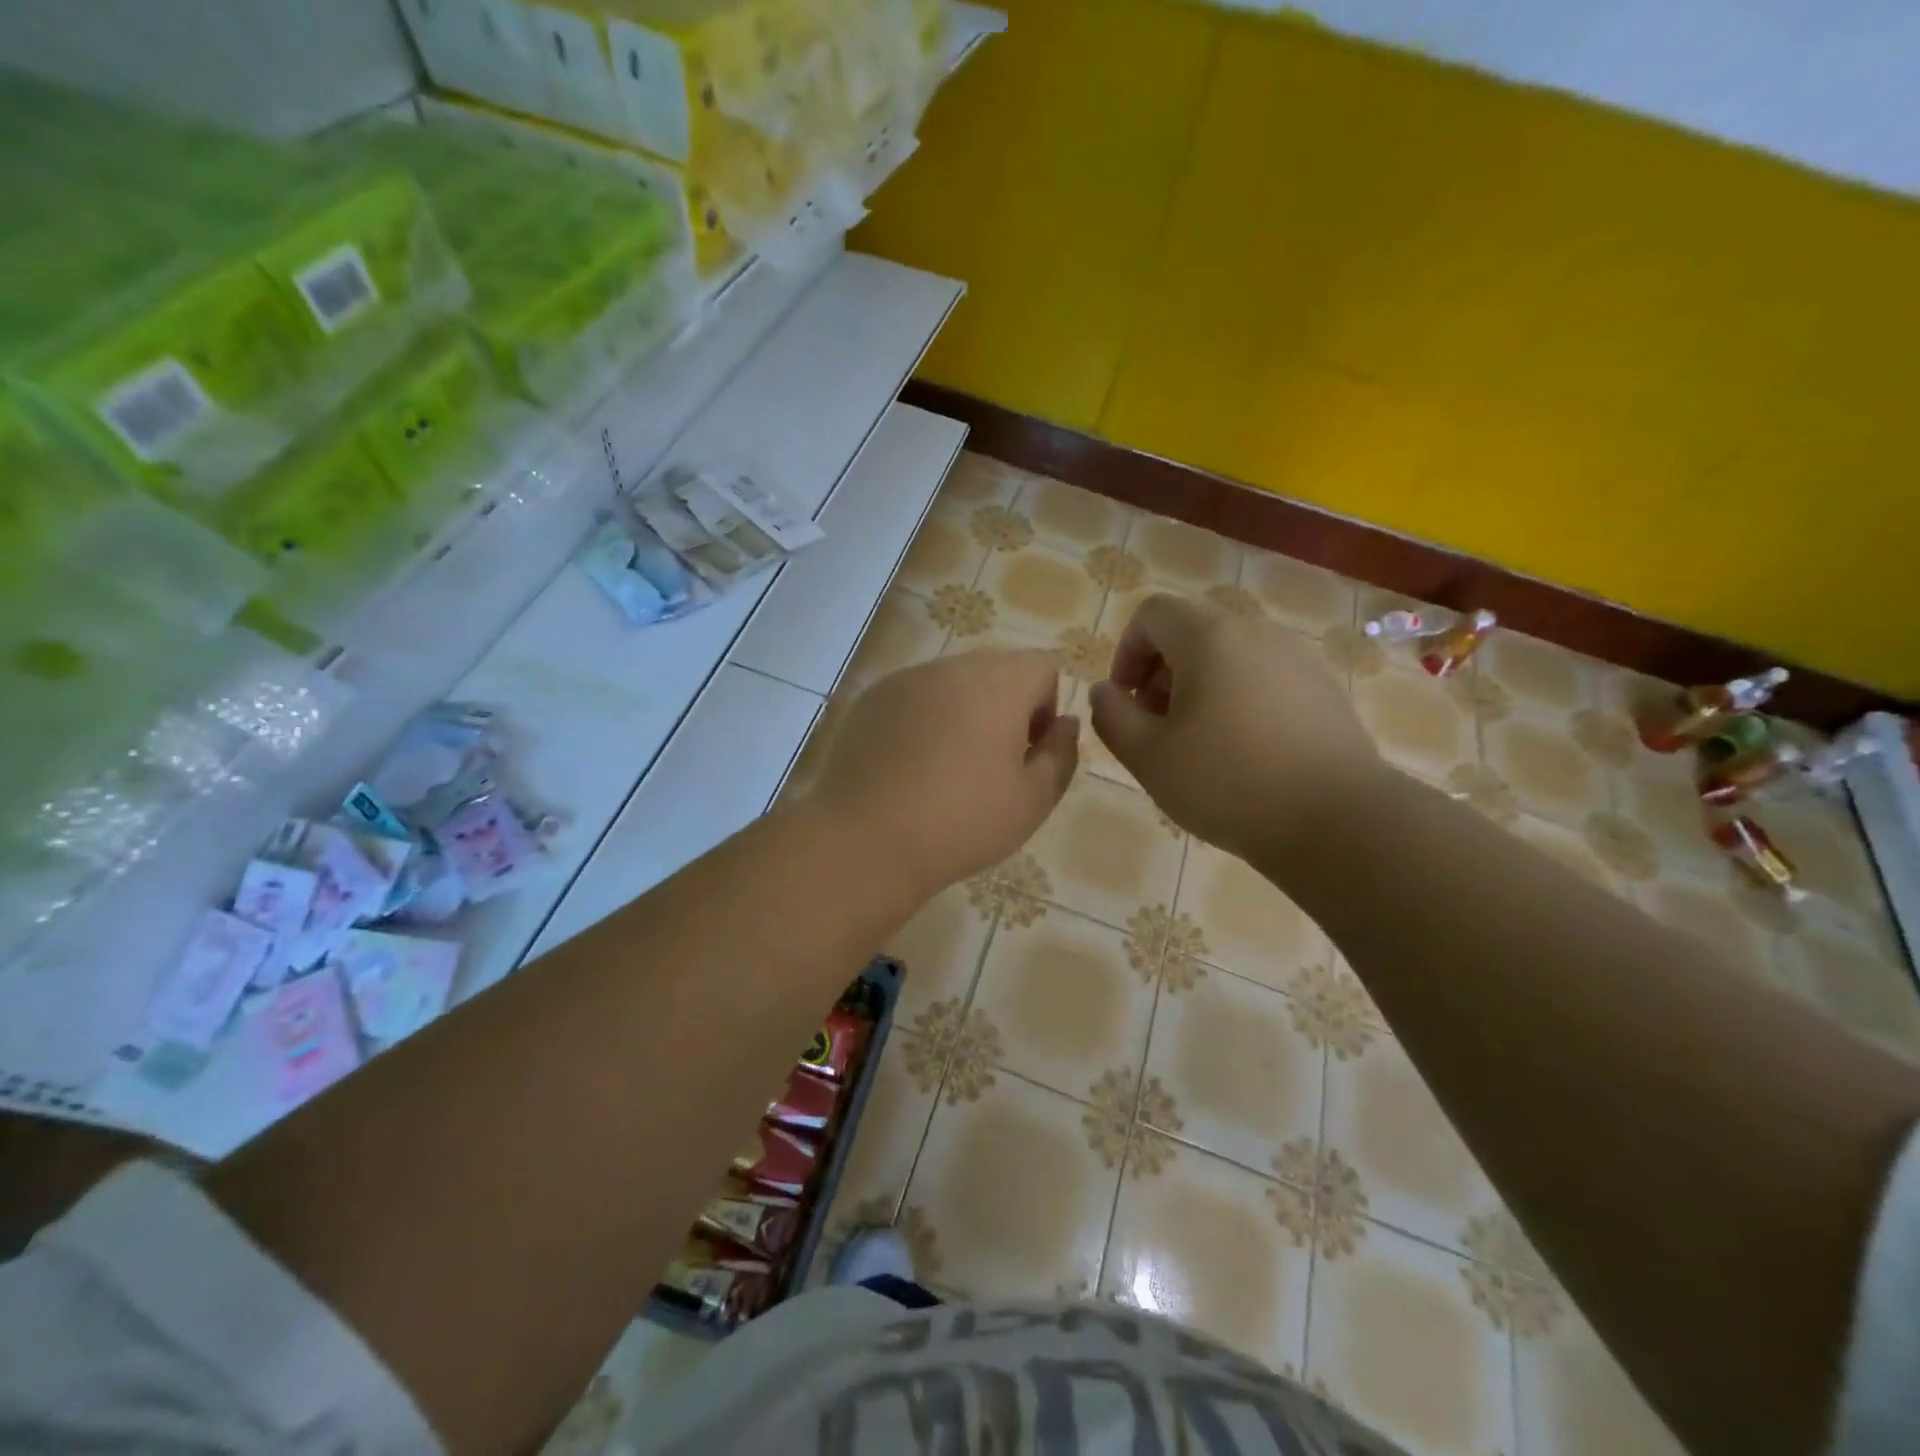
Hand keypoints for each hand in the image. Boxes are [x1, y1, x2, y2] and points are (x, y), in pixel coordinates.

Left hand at [807, 649, 1078, 892]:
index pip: (1041, 666)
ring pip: (952, 683)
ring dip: (963, 712)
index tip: (1029, 751)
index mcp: (998, 683)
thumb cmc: (962, 822)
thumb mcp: (1033, 800)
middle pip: (996, 670)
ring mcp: (906, 680)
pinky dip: (923, 720)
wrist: (866, 840)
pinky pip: (914, 697)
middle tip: (992, 764)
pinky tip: (909, 767)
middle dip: (1006, 707)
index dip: (1045, 707)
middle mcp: (952, 667)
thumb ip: (1062, 753)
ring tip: (947, 768)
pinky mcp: (871, 700)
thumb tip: (1065, 723)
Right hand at [1088, 593, 1382, 863]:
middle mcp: (1256, 632)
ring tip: (1198, 742)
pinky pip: (1264, 676)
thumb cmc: (1228, 783)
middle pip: (1192, 631)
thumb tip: (1105, 692)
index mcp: (1210, 637)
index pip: (1153, 614)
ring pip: (1229, 655)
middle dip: (1161, 672)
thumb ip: (1111, 715)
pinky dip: (1238, 697)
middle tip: (1156, 726)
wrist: (1338, 821)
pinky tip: (1244, 751)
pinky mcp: (1324, 688)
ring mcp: (1297, 658)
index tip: (1126, 701)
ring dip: (1199, 686)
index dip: (1127, 652)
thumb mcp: (1148, 756)